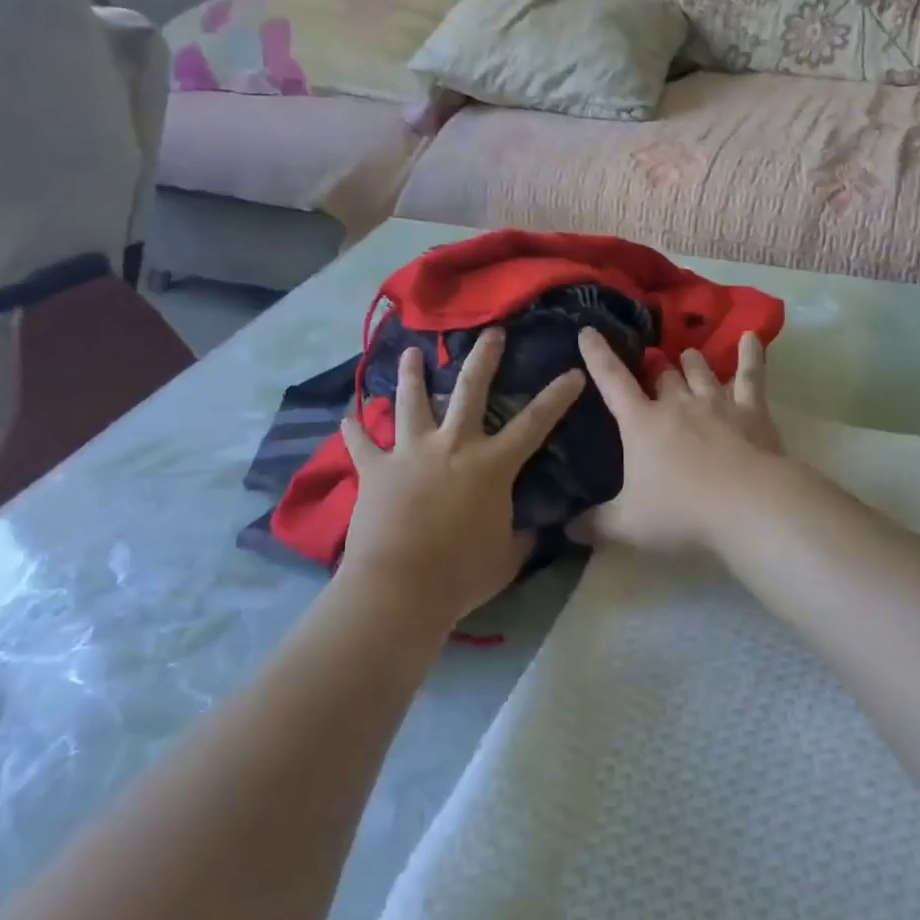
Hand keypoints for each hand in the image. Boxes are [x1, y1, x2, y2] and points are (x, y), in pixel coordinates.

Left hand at [336, 328, 585, 628]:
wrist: (400, 588)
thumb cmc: (461, 574)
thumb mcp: (506, 558)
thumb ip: (522, 537)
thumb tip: (534, 530)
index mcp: (492, 465)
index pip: (535, 423)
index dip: (557, 396)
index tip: (573, 372)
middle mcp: (453, 445)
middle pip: (470, 389)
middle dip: (483, 357)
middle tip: (491, 332)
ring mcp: (410, 452)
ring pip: (411, 401)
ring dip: (411, 374)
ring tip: (410, 353)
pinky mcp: (375, 468)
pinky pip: (361, 443)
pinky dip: (354, 429)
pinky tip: (346, 416)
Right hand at [576, 328, 784, 553]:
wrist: (748, 506)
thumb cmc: (681, 512)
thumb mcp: (628, 525)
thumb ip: (595, 524)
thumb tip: (566, 529)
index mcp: (641, 423)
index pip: (612, 381)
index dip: (598, 355)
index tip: (588, 331)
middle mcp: (677, 404)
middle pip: (663, 375)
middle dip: (655, 368)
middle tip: (653, 365)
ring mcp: (716, 403)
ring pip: (700, 371)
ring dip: (692, 363)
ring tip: (687, 355)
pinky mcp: (752, 411)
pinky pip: (751, 375)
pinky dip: (751, 355)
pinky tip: (752, 337)